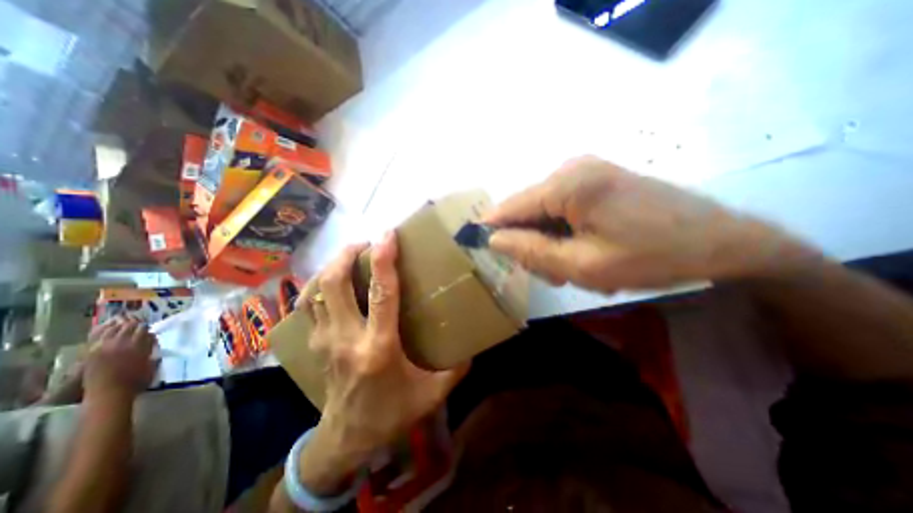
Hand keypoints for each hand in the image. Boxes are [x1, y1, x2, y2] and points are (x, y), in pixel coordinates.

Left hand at [82, 316, 156, 403]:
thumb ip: (152, 350)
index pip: (144, 330)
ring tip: (124, 321)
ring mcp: (104, 347)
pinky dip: (103, 328)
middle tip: (139, 322)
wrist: (108, 394)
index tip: (150, 330)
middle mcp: (121, 343)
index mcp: (138, 346)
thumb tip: (152, 341)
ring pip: (113, 328)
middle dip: (135, 323)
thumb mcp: (151, 365)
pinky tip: (107, 325)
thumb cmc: (135, 380)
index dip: (147, 328)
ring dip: (120, 324)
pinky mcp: (91, 352)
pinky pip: (97, 335)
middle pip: (129, 326)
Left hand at [298, 231, 464, 492]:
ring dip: (332, 266)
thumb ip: (456, 368)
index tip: (387, 235)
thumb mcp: (432, 394)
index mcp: (379, 347)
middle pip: (335, 284)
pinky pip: (307, 305)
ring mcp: (324, 340)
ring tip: (351, 255)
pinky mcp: (315, 343)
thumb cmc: (392, 413)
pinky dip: (317, 285)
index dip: (385, 260)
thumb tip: (472, 343)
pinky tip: (332, 280)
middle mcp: (346, 338)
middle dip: (347, 255)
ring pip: (316, 291)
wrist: (347, 439)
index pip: (381, 294)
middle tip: (366, 243)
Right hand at [484, 154, 820, 292]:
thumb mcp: (583, 265)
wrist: (722, 243)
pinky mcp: (598, 180)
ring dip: (551, 241)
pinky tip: (587, 250)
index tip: (479, 248)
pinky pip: (563, 208)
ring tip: (576, 266)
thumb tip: (494, 239)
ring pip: (545, 212)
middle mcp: (572, 169)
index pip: (511, 206)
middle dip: (531, 242)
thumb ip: (532, 251)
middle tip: (552, 273)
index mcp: (567, 184)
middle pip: (528, 209)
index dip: (492, 228)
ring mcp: (587, 172)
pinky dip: (566, 233)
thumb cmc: (650, 258)